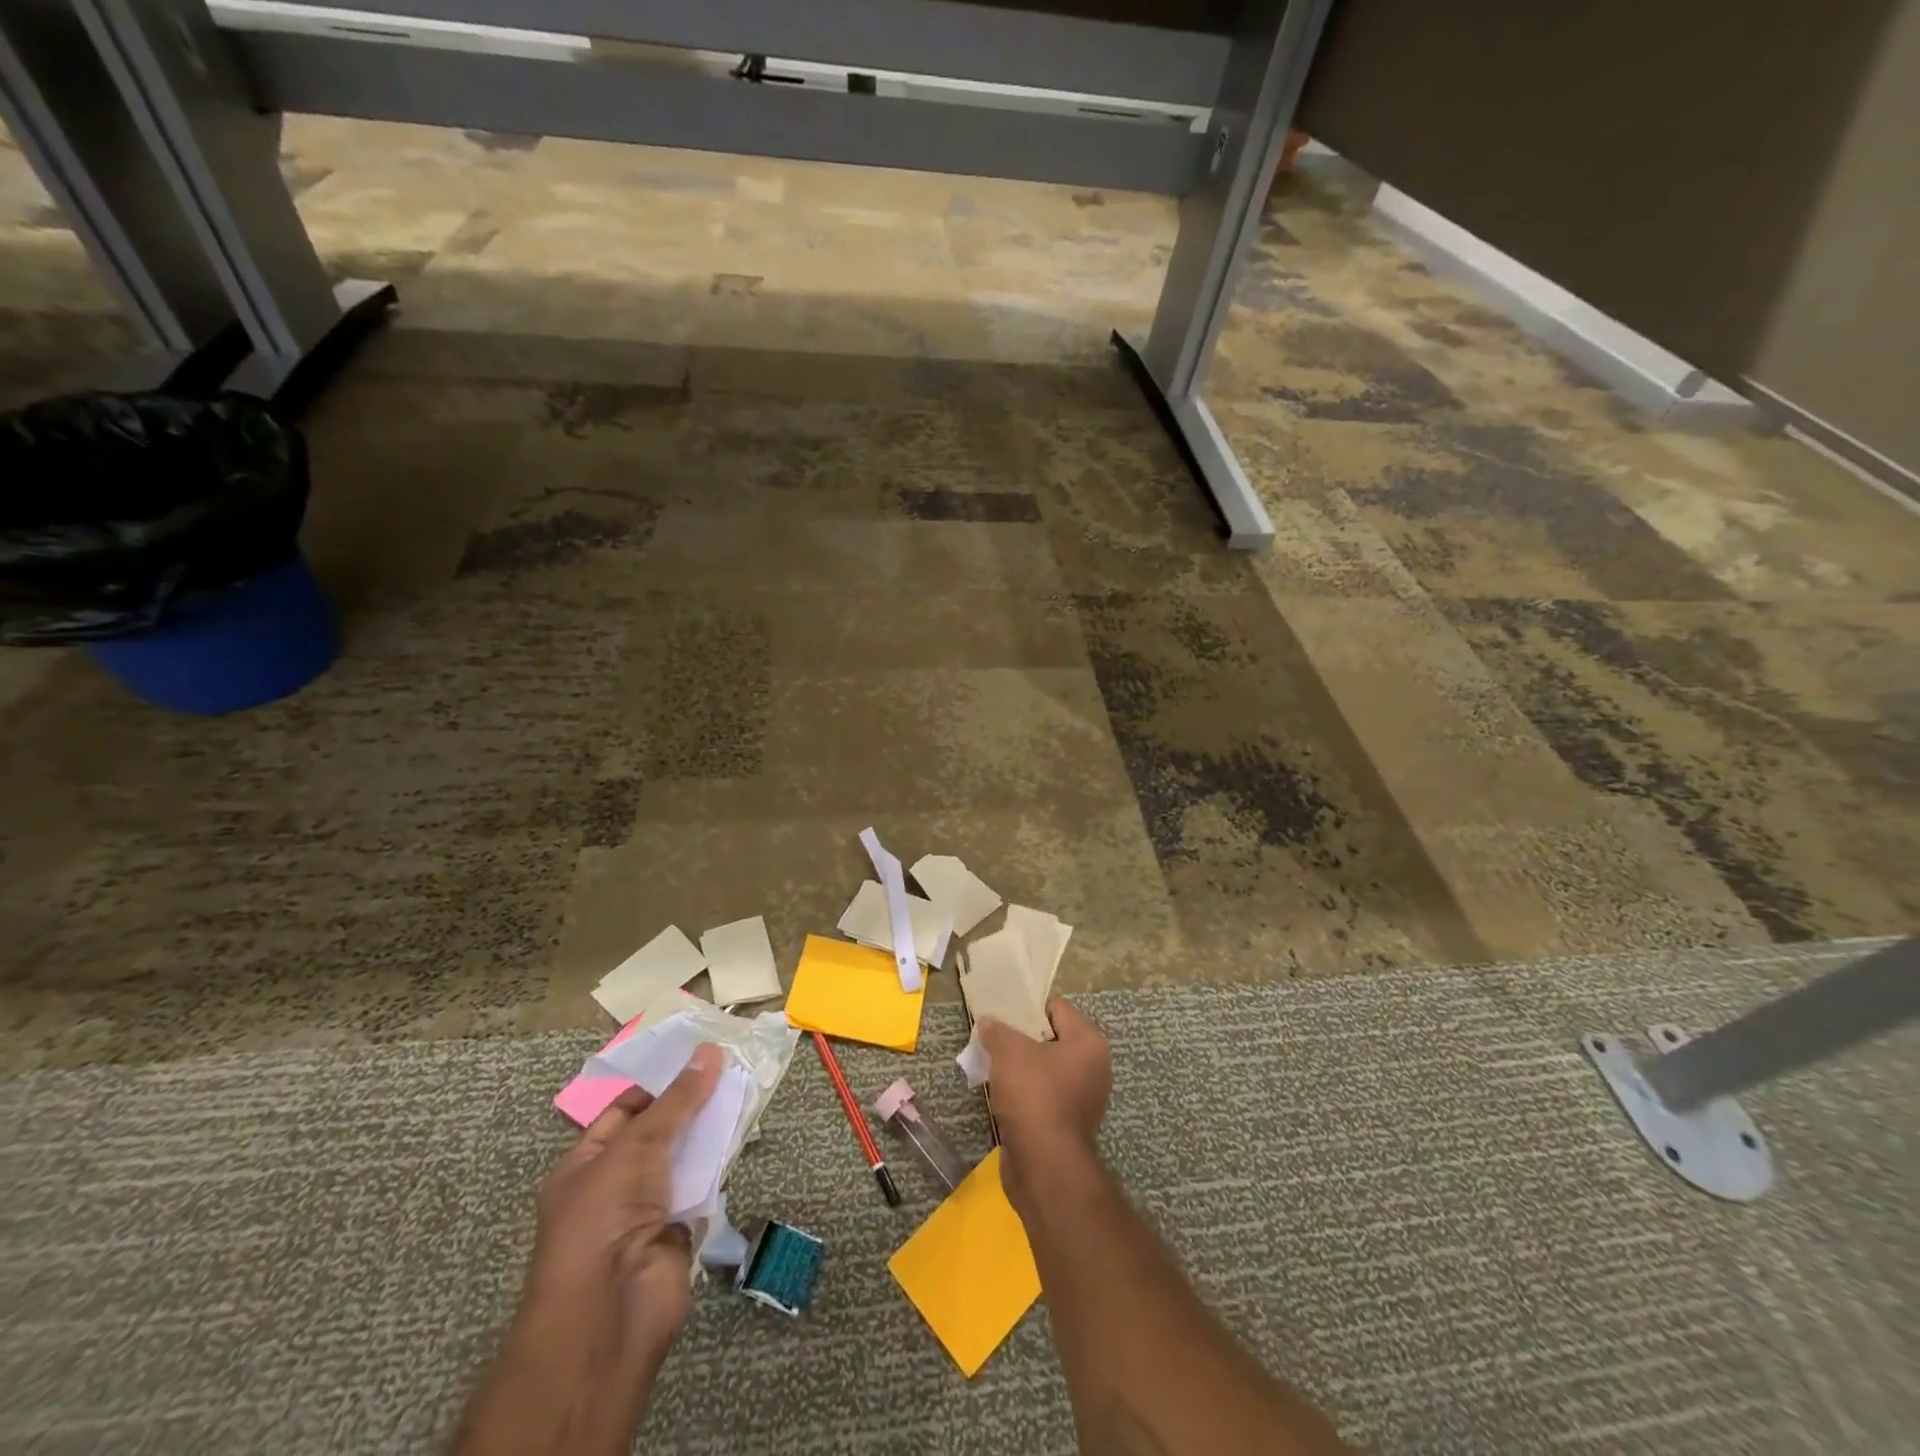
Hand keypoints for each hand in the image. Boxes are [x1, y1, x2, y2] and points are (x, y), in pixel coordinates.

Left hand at [526, 1044, 723, 1354]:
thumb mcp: (638, 1143)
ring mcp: (646, 1211)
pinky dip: (719, 1167)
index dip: (659, 1084)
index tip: (699, 1057)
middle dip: (691, 1105)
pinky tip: (742, 1138)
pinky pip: (701, 1188)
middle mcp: (613, 1185)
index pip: (624, 1111)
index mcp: (585, 1163)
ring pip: (683, 1159)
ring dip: (709, 1133)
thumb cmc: (605, 1215)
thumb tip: (709, 1051)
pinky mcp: (677, 1231)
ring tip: (745, 1093)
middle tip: (732, 1069)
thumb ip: (678, 1100)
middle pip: (659, 1133)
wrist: (612, 1309)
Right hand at [978, 997, 1110, 1215]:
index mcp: (1089, 1042)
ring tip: (993, 1067)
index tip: (1003, 1017)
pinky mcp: (1068, 1124)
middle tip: (995, 1041)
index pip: (1057, 1009)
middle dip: (1022, 1040)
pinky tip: (1002, 1096)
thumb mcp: (1008, 1051)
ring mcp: (1084, 1099)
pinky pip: (1044, 1096)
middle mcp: (1094, 1068)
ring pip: (1046, 1070)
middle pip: (1052, 1039)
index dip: (1028, 1010)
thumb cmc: (1033, 1094)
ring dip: (1022, 1069)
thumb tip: (987, 1022)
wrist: (1044, 1165)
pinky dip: (1025, 1095)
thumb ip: (997, 1030)